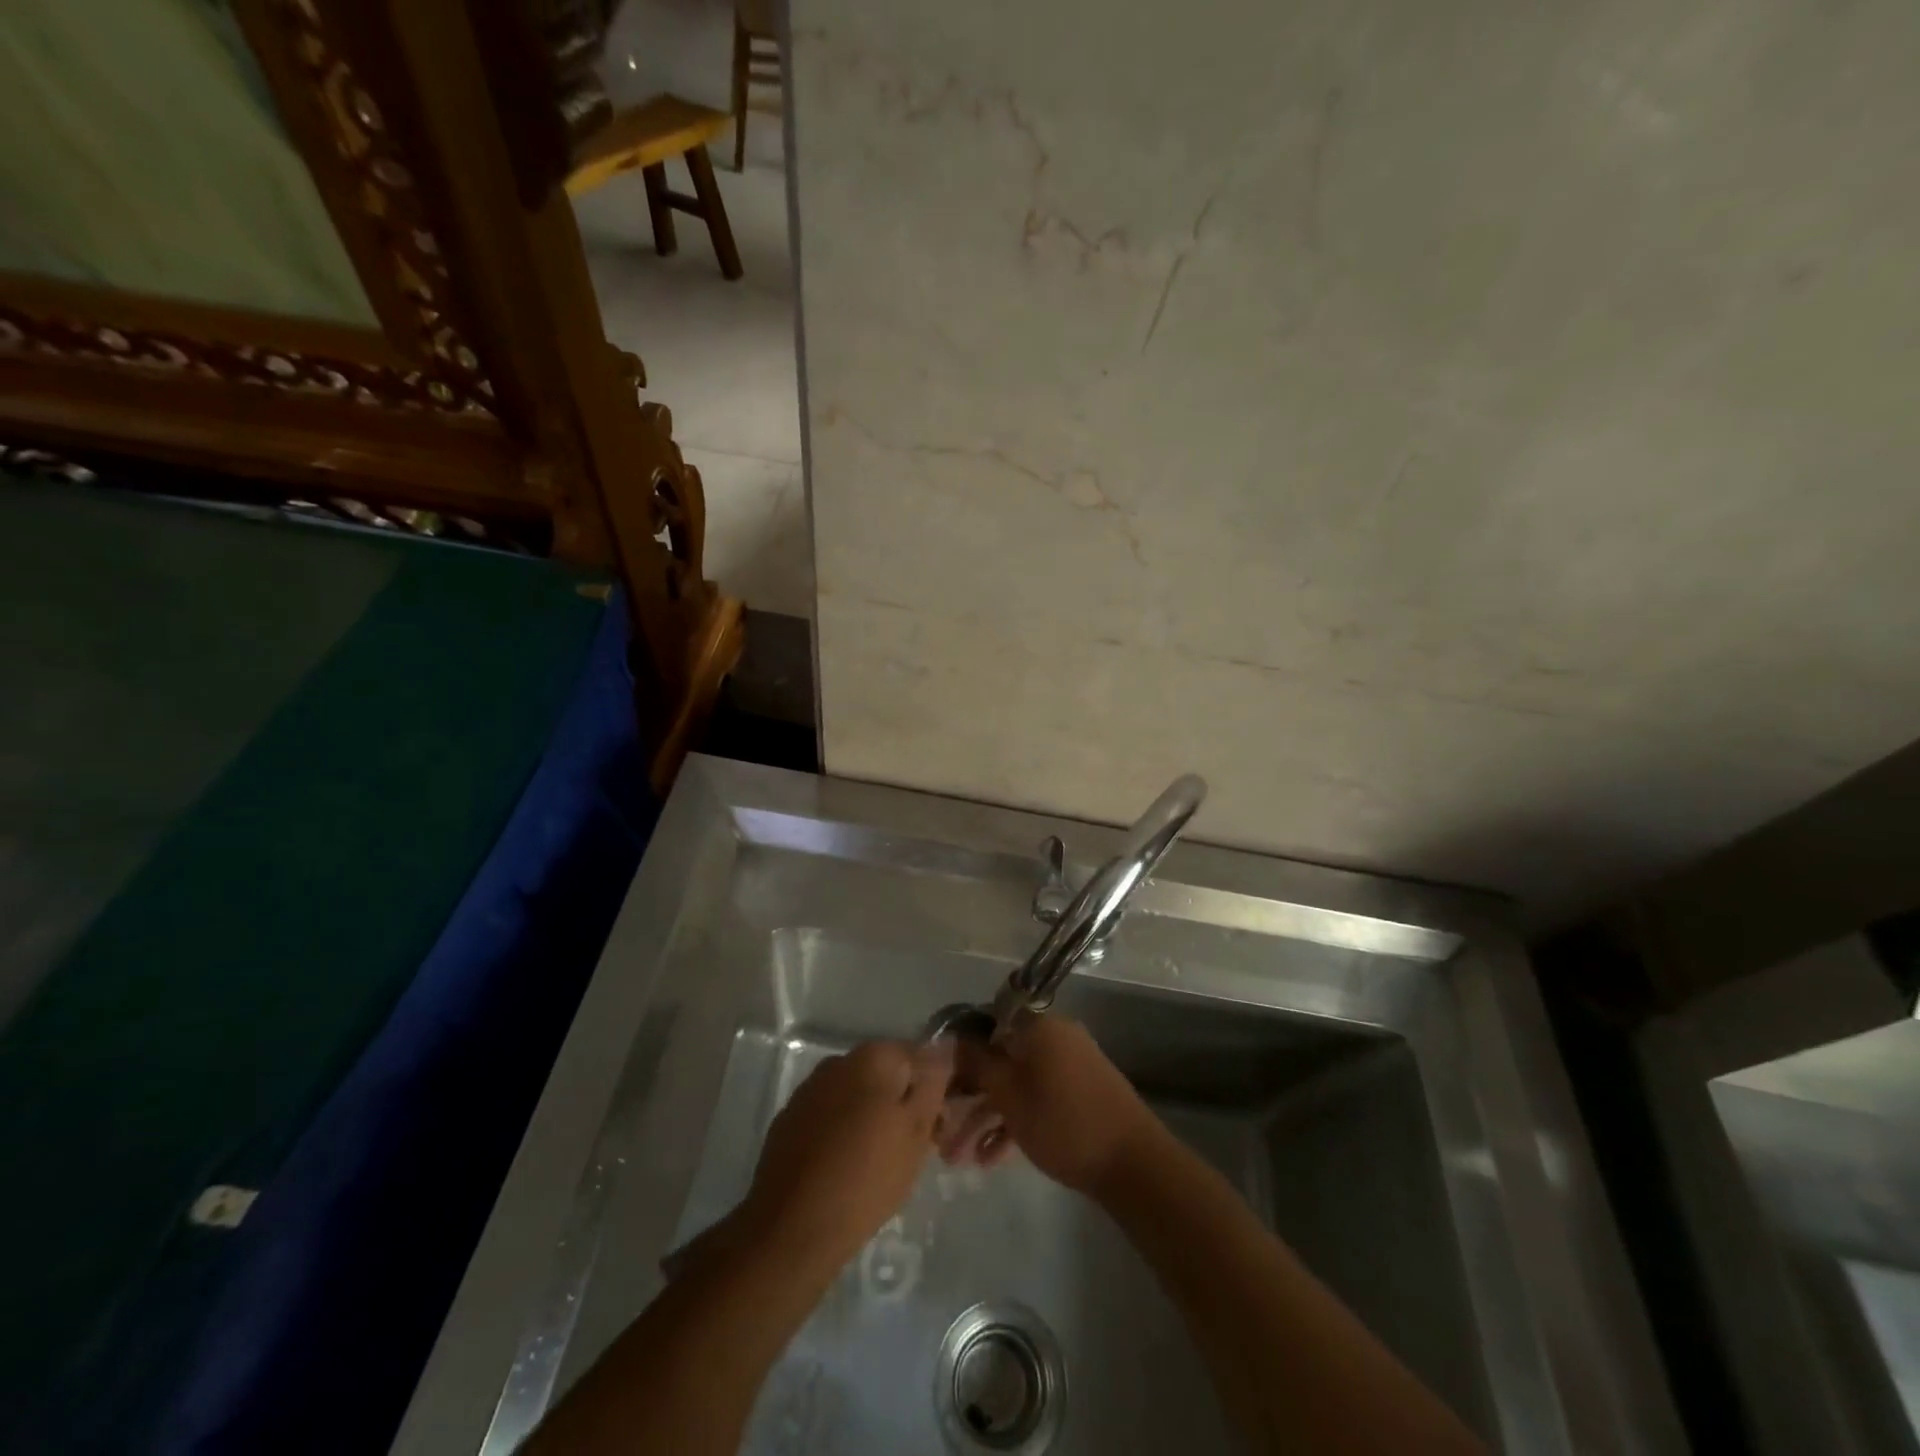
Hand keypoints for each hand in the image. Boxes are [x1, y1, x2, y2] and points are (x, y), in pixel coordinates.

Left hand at [739, 1040, 952, 1269]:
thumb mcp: (916, 1133)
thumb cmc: (866, 1178)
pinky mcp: (789, 1119)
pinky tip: (845, 1166)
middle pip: (884, 1074)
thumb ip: (931, 1086)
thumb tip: (943, 1049)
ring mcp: (809, 1089)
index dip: (932, 1089)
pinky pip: (829, 1116)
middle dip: (901, 1103)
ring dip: (871, 1117)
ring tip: (879, 1162)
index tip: (937, 1125)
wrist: (791, 1227)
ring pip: (855, 1096)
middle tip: (913, 1148)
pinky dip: (842, 1132)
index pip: (918, 1056)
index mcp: (873, 1056)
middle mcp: (838, 1061)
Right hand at [940, 1016, 1161, 1196]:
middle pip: (999, 1058)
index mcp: (1038, 1026)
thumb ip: (978, 1063)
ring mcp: (1068, 1066)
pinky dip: (1014, 1122)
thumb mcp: (1009, 1095)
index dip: (959, 1049)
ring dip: (985, 1117)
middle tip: (941, 1128)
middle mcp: (1053, 1037)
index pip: (987, 1022)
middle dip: (968, 1095)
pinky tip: (989, 1160)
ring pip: (1015, 1084)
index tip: (938, 1079)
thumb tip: (952, 1038)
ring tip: (957, 1159)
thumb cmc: (1063, 1122)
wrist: (1133, 1163)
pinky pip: (1035, 1098)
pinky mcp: (1077, 1094)